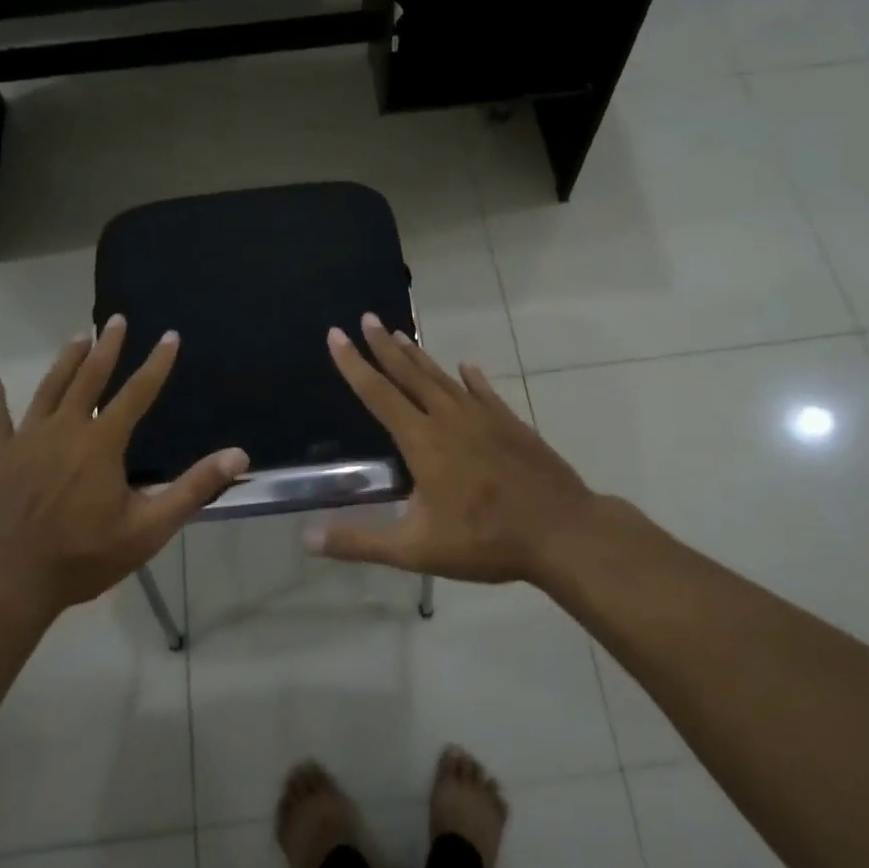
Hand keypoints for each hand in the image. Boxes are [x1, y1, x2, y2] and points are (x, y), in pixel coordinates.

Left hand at [0, 315, 249, 617]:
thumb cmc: (84, 556)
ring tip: (78, 336)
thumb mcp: (149, 528)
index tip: (169, 336)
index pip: (137, 393)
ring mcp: (26, 441)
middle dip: (106, 347)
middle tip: (116, 320)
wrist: (10, 582)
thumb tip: (238, 455)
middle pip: (89, 378)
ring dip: (65, 361)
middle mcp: (64, 429)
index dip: (156, 364)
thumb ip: (193, 488)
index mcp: (102, 443)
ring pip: (49, 389)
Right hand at [305, 313, 609, 585]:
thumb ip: (360, 542)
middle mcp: (449, 418)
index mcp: (422, 441)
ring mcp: (483, 417)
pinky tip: (466, 366)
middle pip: (409, 374)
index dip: (354, 364)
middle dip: (384, 345)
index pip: (378, 394)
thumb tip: (307, 538)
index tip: (336, 335)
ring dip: (419, 356)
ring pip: (443, 378)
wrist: (561, 531)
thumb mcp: (415, 549)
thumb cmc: (484, 540)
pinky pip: (484, 391)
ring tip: (401, 334)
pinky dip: (471, 378)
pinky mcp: (510, 424)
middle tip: (367, 318)